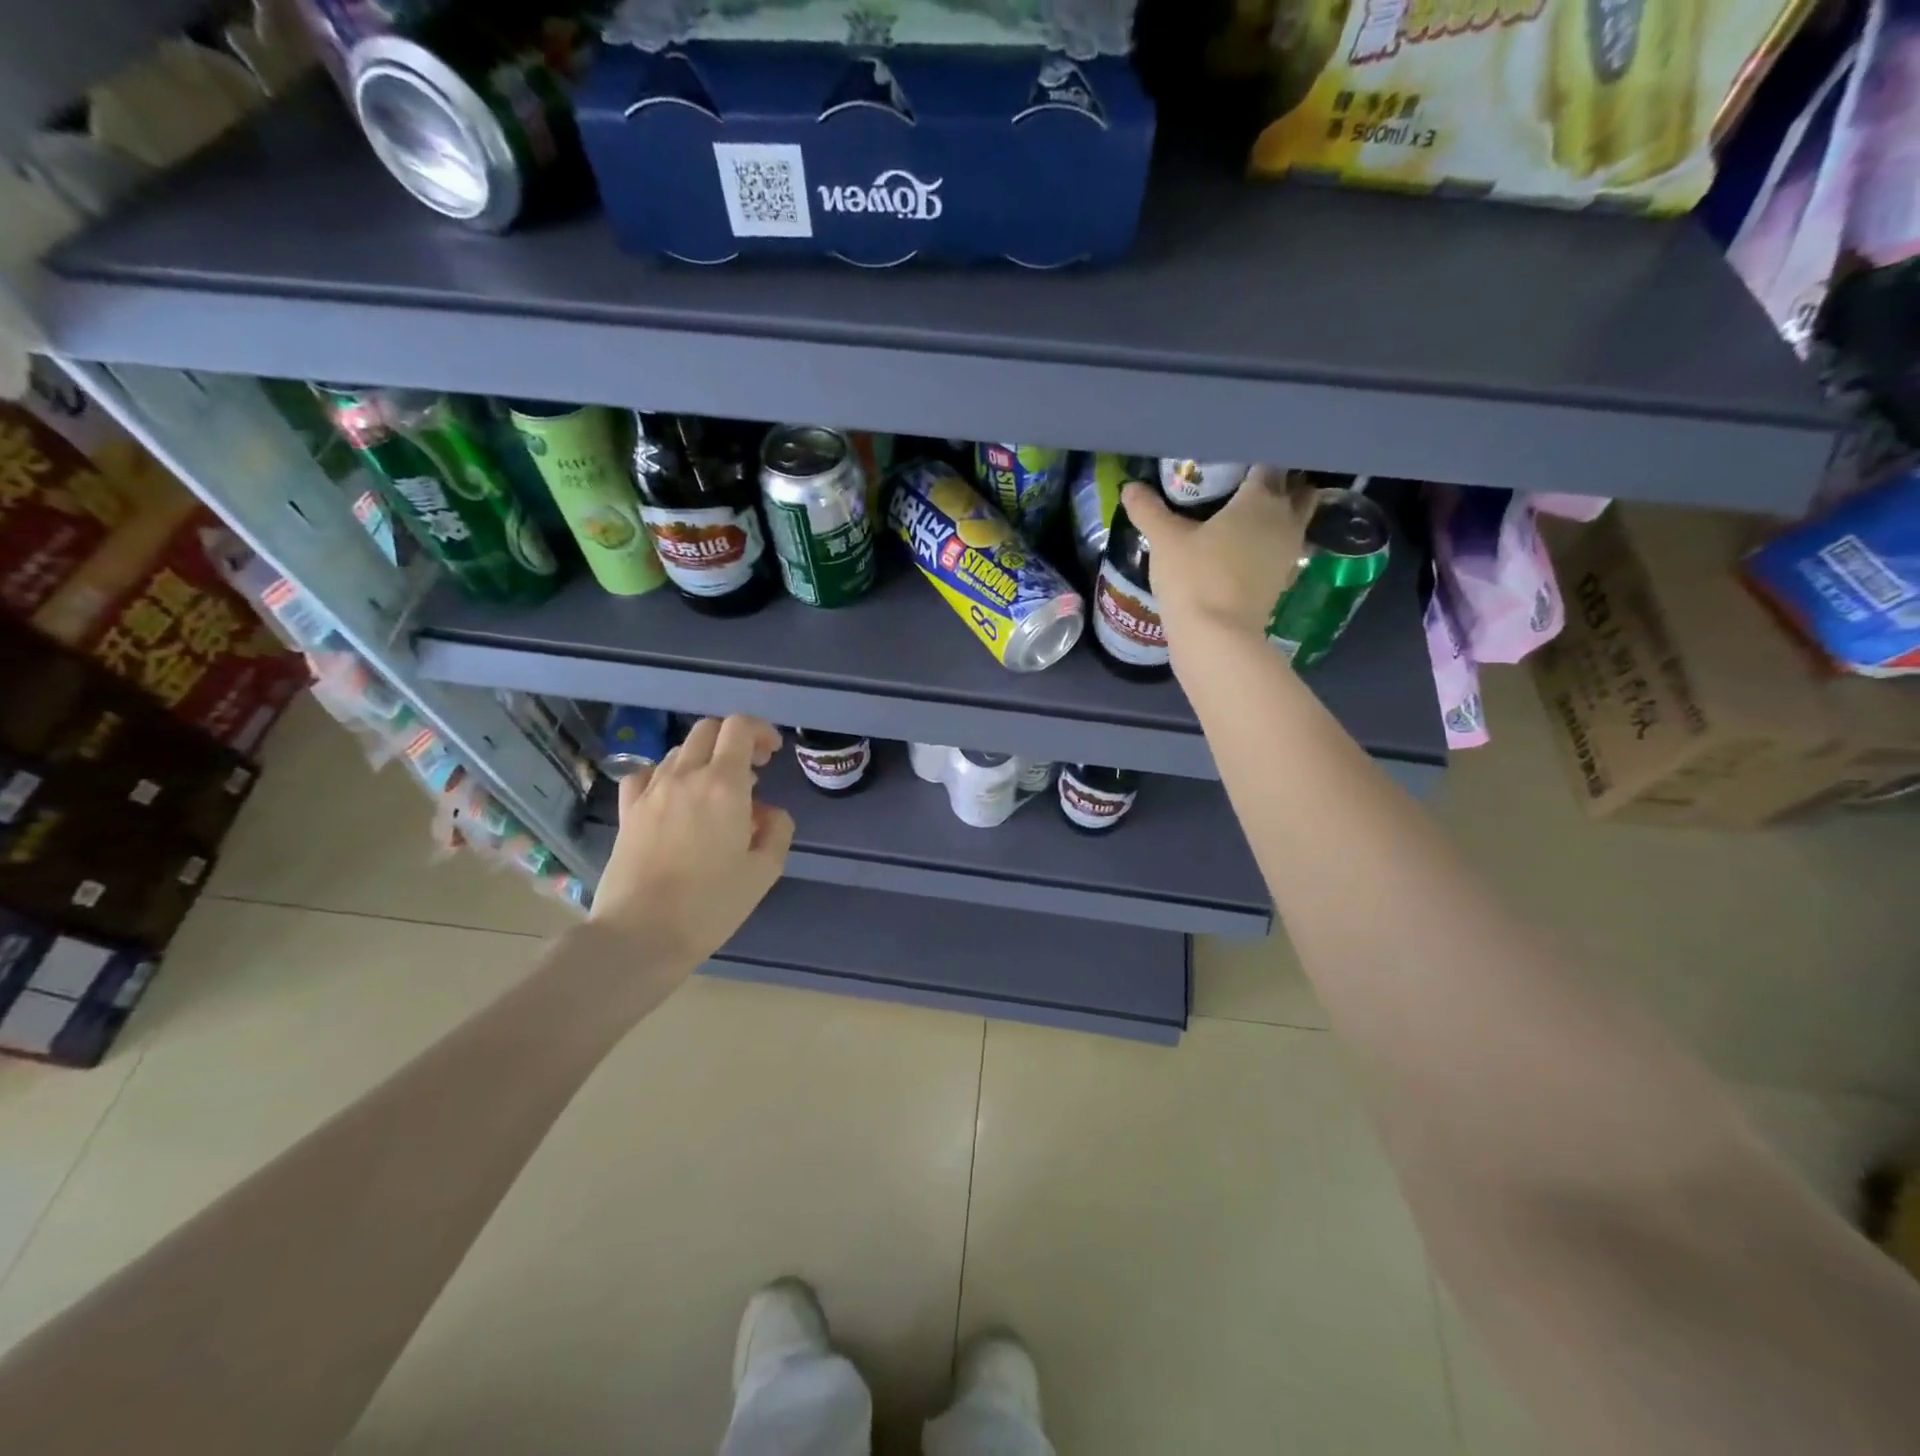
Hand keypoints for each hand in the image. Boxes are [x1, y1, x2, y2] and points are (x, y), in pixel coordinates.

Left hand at [590, 715, 795, 977]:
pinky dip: (666, 775)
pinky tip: (674, 798)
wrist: (640, 934)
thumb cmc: (711, 905)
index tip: (772, 753)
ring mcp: (651, 792)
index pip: (739, 727)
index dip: (760, 730)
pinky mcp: (627, 811)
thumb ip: (777, 829)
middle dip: (734, 739)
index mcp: (724, 785)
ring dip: (704, 759)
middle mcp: (685, 776)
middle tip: (751, 770)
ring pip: (679, 751)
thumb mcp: (765, 871)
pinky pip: (646, 774)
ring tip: (716, 792)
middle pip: (707, 730)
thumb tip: (767, 811)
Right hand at [1122, 467, 1317, 650]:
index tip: (1233, 460)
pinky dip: (1271, 545)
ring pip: (1296, 521)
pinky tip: (1246, 550)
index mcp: (1260, 499)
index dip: (1254, 458)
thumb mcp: (1164, 540)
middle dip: (1280, 483)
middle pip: (1296, 490)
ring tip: (1247, 516)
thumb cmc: (1194, 577)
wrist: (1217, 636)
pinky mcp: (1284, 580)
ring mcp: (1289, 552)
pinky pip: (1283, 550)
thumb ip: (1148, 510)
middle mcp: (1284, 520)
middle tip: (1247, 484)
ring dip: (1280, 515)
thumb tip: (1129, 487)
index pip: (1269, 463)